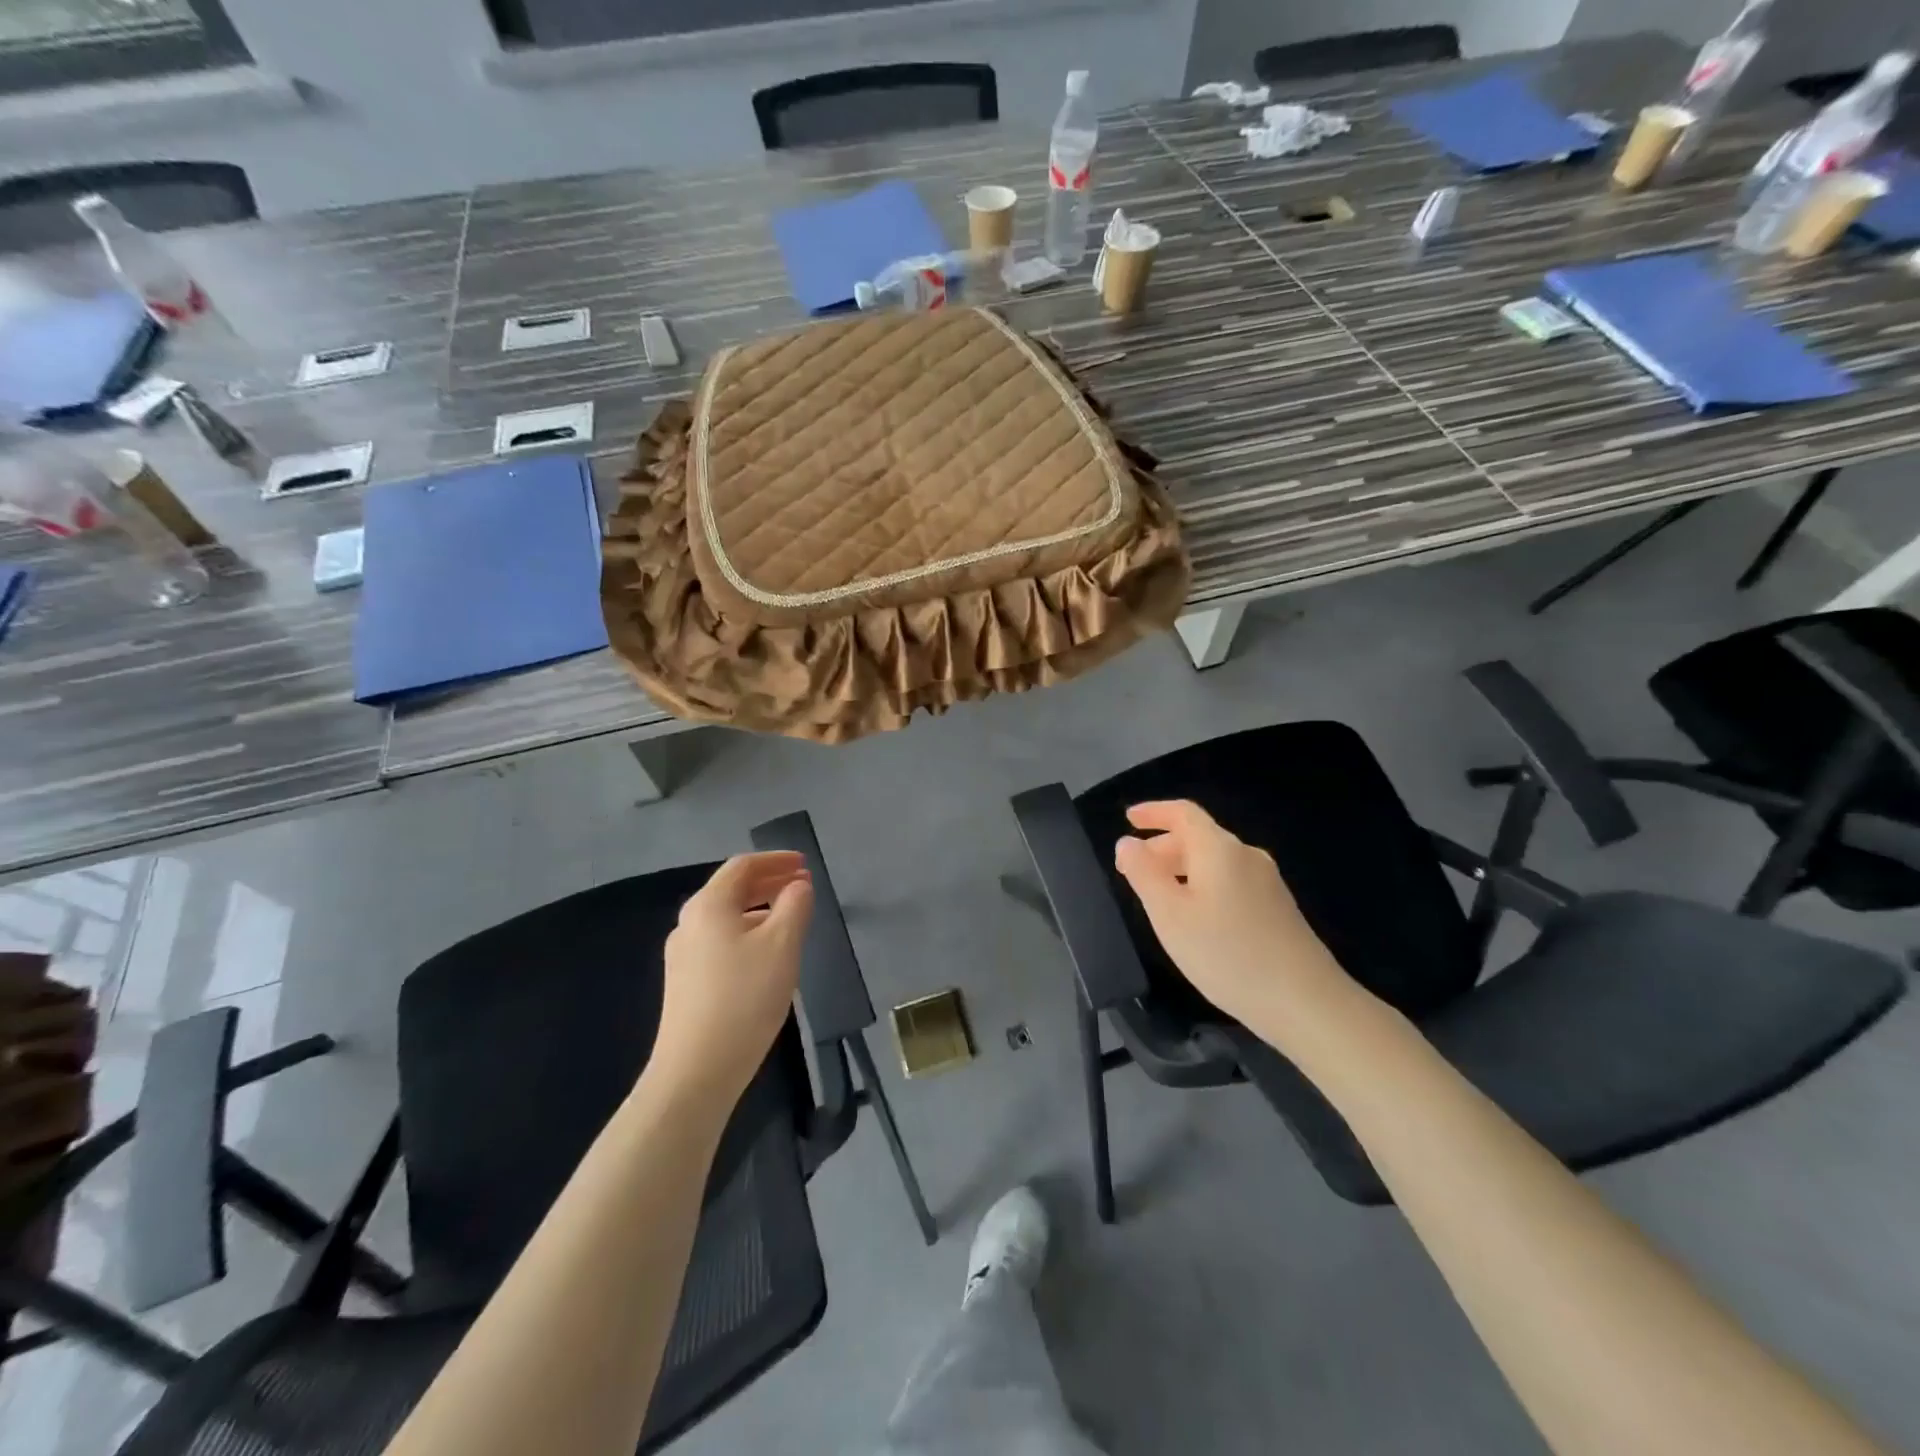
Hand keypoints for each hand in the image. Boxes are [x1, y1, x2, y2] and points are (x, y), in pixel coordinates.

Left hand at [650, 852, 812, 1108]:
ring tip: (791, 918)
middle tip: (803, 886)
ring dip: (760, 909)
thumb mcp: (782, 944)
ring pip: (727, 917)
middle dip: (769, 882)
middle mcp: (689, 923)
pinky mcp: (685, 983)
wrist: (696, 1071)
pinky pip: (721, 941)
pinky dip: (748, 932)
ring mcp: (683, 955)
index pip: (743, 866)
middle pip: (732, 889)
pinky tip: (767, 953)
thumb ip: (795, 905)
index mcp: (708, 905)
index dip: (776, 860)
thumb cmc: (745, 997)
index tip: (805, 864)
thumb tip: (798, 886)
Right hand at [1114, 801, 1353, 1043]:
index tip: (1128, 819)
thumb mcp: (1169, 914)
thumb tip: (1127, 842)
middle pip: (1199, 836)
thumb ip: (1144, 873)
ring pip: (1214, 861)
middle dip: (1162, 846)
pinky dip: (1202, 884)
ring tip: (1158, 896)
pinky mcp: (1278, 908)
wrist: (1306, 1002)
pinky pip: (1230, 880)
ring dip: (1181, 868)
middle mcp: (1246, 856)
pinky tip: (1195, 918)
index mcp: (1219, 849)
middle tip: (1132, 871)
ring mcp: (1267, 882)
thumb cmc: (1227, 954)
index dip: (1154, 811)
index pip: (1183, 813)